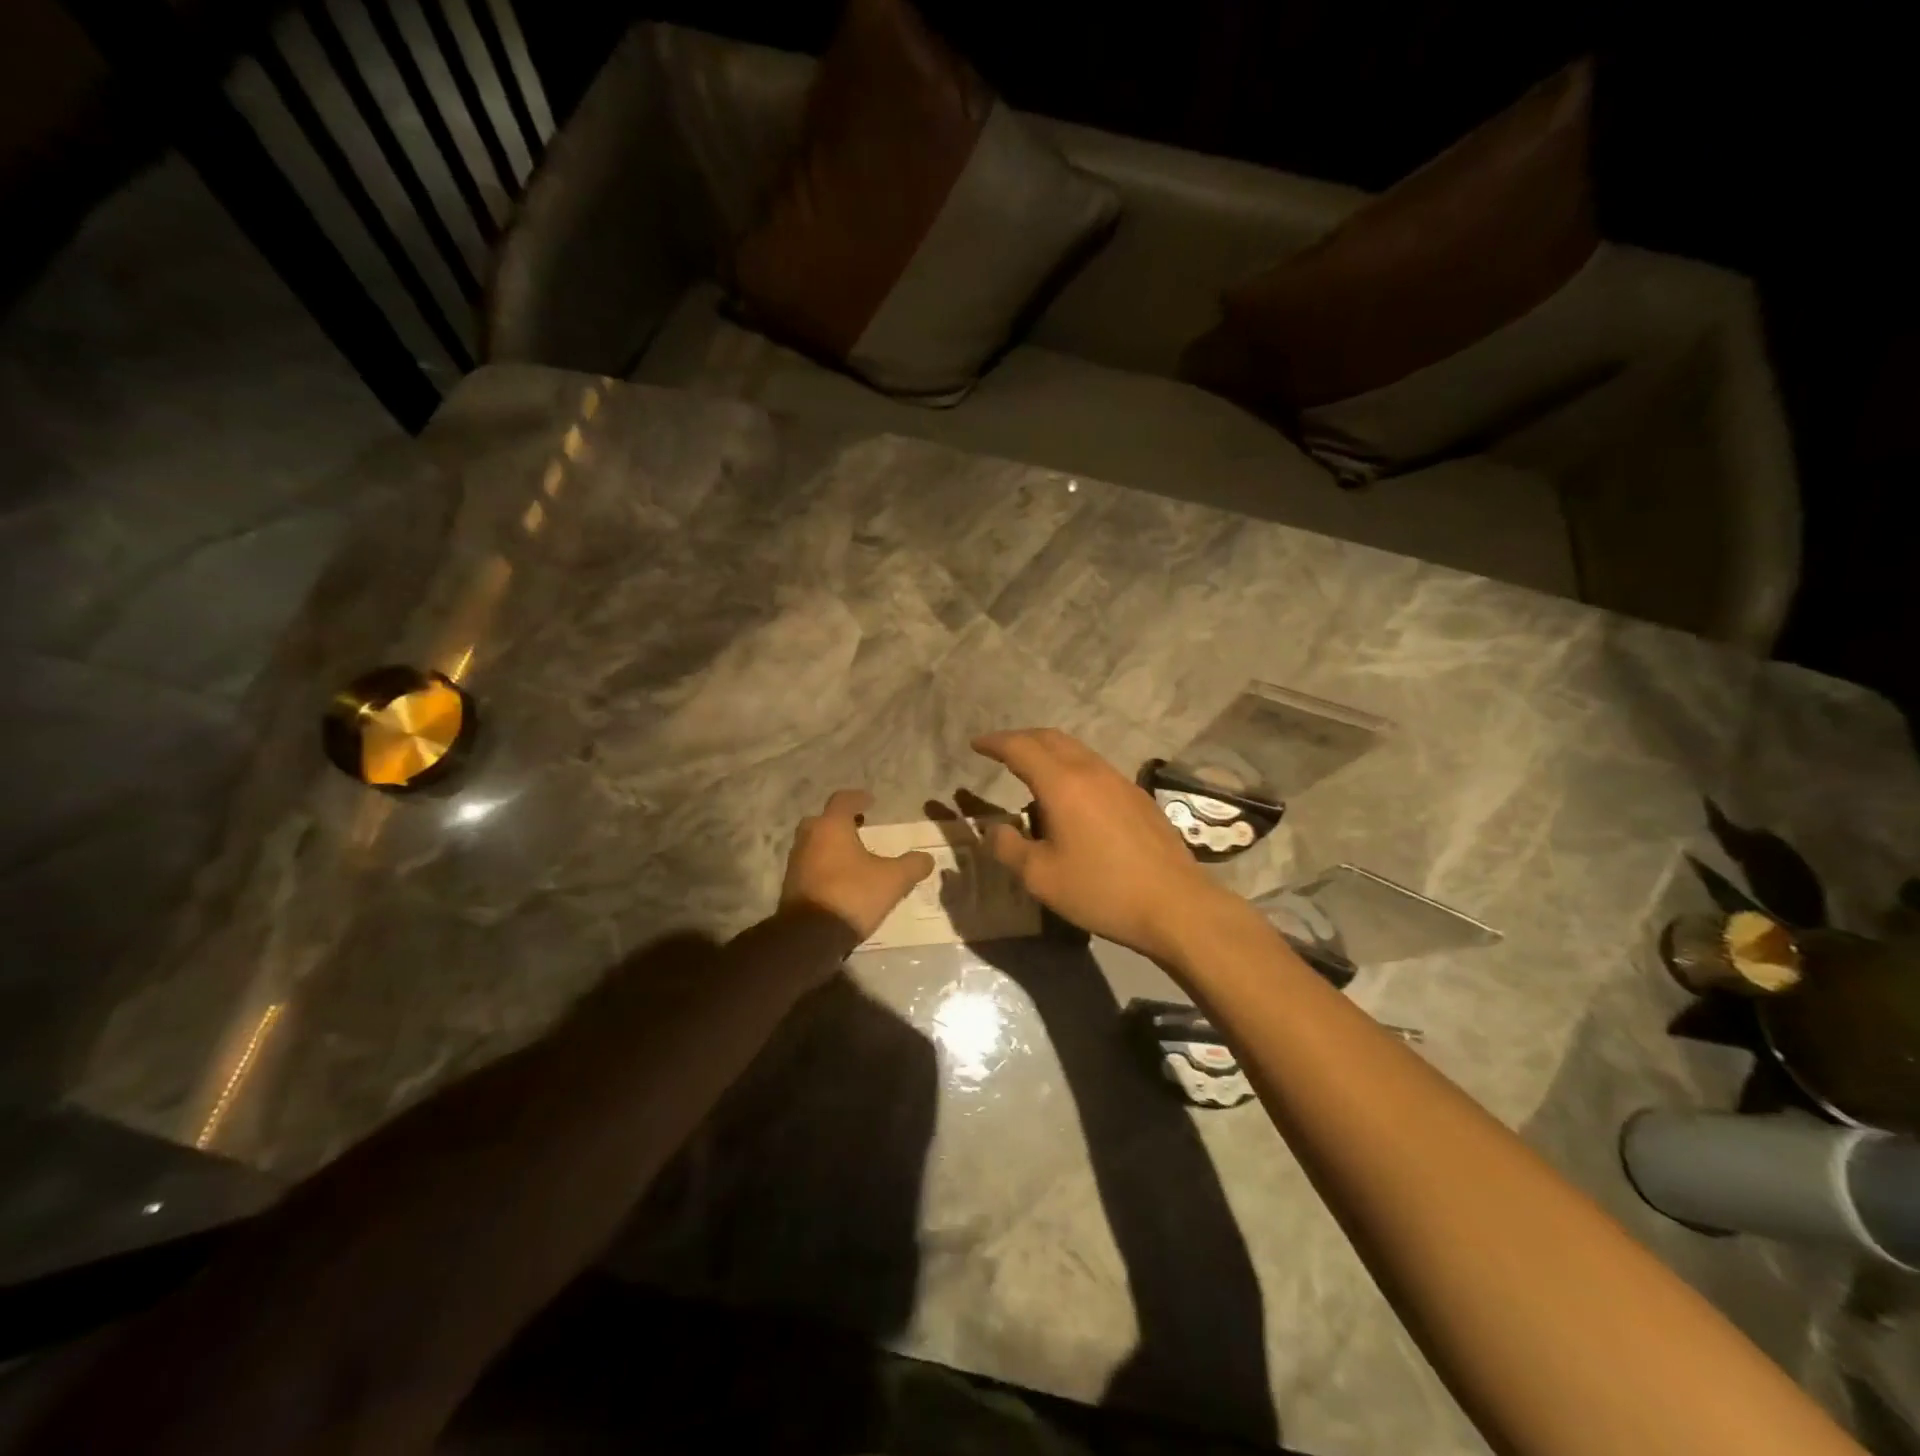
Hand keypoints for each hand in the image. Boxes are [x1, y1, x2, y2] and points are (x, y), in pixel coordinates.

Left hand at [780, 790, 934, 944]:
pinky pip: (809, 866)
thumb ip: (912, 865)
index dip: (858, 798)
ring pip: (813, 844)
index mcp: (831, 827)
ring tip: (851, 857)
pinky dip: (823, 866)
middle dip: (840, 822)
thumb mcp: (893, 880)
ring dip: (830, 845)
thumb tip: (926, 858)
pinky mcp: (790, 886)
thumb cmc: (853, 895)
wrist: (810, 936)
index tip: (871, 802)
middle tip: (858, 828)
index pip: (842, 800)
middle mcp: (808, 838)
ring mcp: (795, 863)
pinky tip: (839, 880)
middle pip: (822, 820)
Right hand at [972, 728, 1245, 963]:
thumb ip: (1009, 848)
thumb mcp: (1041, 877)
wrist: (1175, 905)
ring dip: (1049, 752)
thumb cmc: (1101, 890)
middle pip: (1051, 738)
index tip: (976, 744)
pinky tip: (1071, 798)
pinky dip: (1072, 769)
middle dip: (1021, 739)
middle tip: (1000, 751)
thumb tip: (995, 830)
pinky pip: (1096, 769)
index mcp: (1062, 784)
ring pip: (1077, 751)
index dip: (995, 743)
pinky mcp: (1138, 798)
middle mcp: (1091, 771)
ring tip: (1032, 773)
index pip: (1021, 748)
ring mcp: (1120, 782)